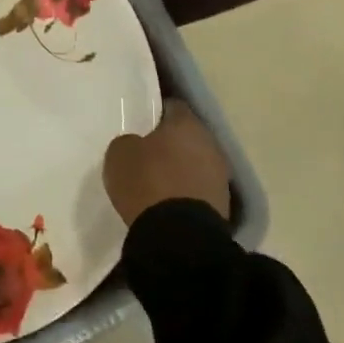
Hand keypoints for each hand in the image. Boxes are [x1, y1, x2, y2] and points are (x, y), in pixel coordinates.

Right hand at [102, 100, 232, 225]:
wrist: (179, 237)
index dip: (156, 112)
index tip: (142, 122)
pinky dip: (186, 191)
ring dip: (181, 168)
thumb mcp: (120, 153)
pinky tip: (168, 201)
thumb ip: (129, 141)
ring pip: (196, 162)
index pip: (173, 106)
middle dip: (170, 142)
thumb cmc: (147, 182)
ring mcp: (221, 176)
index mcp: (186, 123)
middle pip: (188, 136)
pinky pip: (200, 188)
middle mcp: (210, 144)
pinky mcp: (223, 206)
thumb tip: (137, 144)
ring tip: (157, 180)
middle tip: (147, 151)